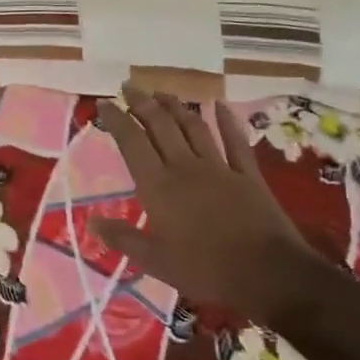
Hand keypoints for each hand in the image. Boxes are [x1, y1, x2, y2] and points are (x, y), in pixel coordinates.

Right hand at [90, 85, 324, 324]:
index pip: (132, 142)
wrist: (268, 274)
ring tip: (162, 92)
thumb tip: (91, 224)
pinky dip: (227, 121)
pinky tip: (219, 104)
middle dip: (142, 103)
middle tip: (129, 86)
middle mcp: (185, 167)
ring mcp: (219, 168)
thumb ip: (123, 239)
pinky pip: (235, 141)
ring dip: (176, 106)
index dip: (116, 120)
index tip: (104, 103)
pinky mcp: (248, 175)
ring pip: (194, 127)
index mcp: (158, 186)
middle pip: (161, 125)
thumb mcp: (156, 261)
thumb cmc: (206, 269)